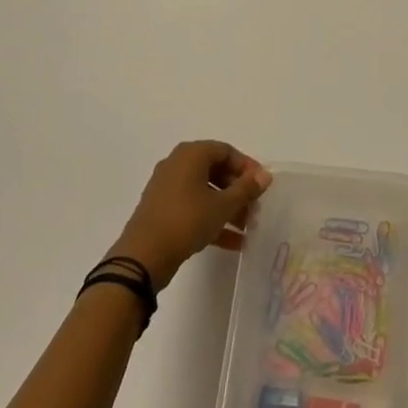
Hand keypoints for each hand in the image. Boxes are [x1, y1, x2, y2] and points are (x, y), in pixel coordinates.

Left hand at [109, 141, 271, 290]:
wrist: (143, 256)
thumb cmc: (186, 220)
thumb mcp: (222, 205)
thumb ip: (246, 189)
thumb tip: (265, 175)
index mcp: (190, 155)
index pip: (226, 151)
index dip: (247, 167)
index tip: (261, 186)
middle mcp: (177, 164)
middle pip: (216, 170)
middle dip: (238, 190)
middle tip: (255, 207)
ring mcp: (167, 188)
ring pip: (205, 191)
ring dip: (228, 207)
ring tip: (247, 227)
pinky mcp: (162, 210)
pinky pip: (193, 207)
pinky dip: (212, 219)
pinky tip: (233, 242)